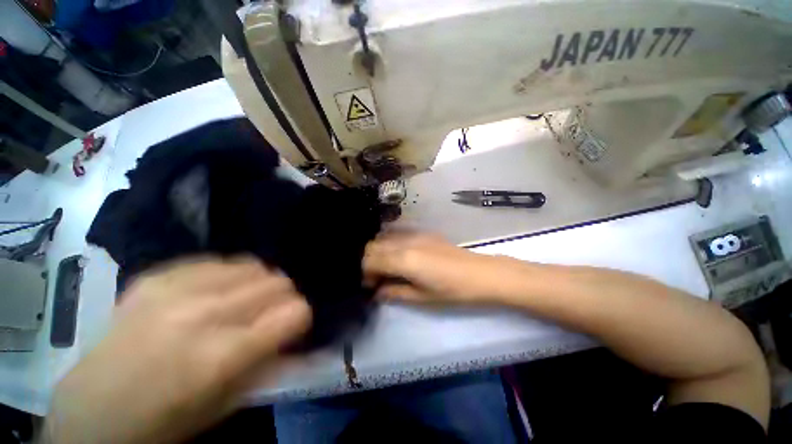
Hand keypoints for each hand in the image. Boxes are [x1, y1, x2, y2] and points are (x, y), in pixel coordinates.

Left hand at [44, 258, 310, 443]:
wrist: (92, 412)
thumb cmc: (166, 420)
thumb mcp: (228, 402)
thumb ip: (268, 360)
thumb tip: (294, 329)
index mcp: (223, 355)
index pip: (295, 312)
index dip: (301, 316)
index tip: (293, 325)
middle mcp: (204, 314)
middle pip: (277, 283)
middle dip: (284, 297)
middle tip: (271, 312)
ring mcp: (176, 290)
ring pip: (251, 265)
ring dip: (258, 283)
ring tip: (245, 299)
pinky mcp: (155, 277)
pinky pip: (215, 261)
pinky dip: (227, 275)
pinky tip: (215, 291)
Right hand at [363, 232, 506, 304]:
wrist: (480, 274)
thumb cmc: (452, 291)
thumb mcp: (421, 297)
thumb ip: (394, 292)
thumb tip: (377, 292)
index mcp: (403, 259)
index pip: (370, 260)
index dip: (365, 273)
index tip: (370, 286)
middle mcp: (405, 242)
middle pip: (373, 246)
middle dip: (368, 261)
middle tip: (377, 278)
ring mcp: (414, 234)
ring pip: (384, 237)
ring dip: (379, 251)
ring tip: (387, 267)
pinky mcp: (423, 232)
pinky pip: (398, 234)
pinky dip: (390, 244)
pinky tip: (399, 256)